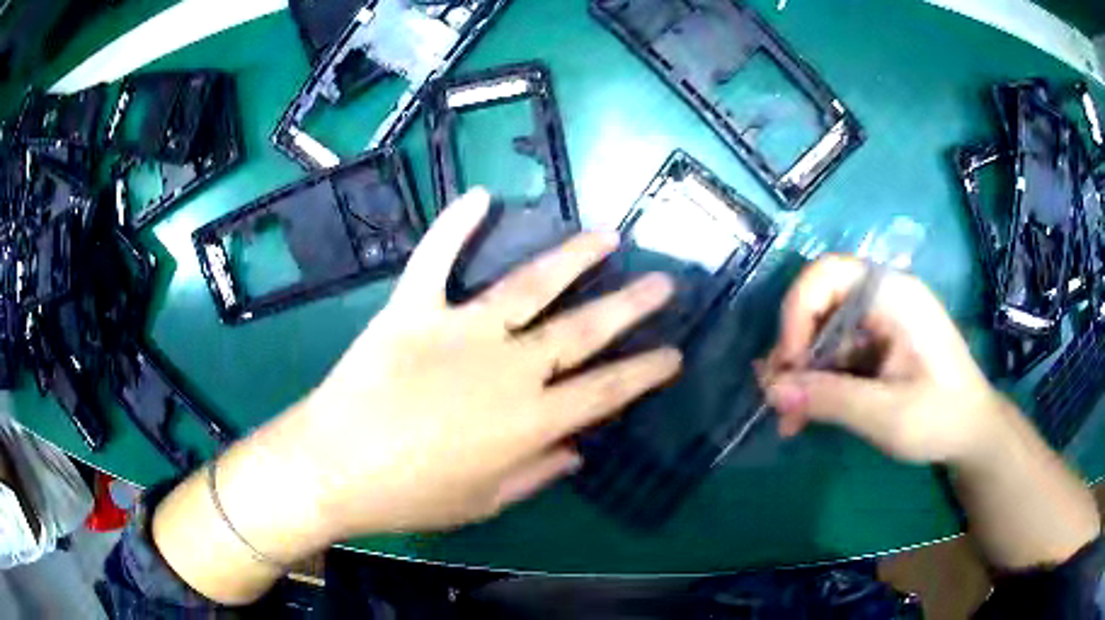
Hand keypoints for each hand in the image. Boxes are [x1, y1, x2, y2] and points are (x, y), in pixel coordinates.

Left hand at [286, 188, 680, 536]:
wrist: (333, 468)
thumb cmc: (410, 496)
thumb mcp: (484, 502)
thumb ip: (537, 473)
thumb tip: (578, 449)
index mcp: (528, 421)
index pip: (606, 391)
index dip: (645, 372)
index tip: (674, 353)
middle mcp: (507, 368)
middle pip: (582, 330)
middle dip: (630, 305)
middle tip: (663, 282)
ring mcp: (459, 331)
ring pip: (529, 285)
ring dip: (573, 257)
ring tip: (607, 236)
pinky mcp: (413, 309)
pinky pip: (436, 258)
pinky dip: (456, 224)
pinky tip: (482, 194)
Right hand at [760, 255, 1003, 465]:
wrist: (972, 435)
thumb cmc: (941, 418)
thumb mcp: (887, 414)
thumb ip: (831, 399)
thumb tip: (771, 391)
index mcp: (894, 296)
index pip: (828, 274)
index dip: (797, 311)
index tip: (790, 364)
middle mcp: (883, 299)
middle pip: (820, 305)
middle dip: (794, 352)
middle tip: (777, 399)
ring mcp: (880, 323)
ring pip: (823, 335)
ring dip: (802, 375)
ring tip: (790, 420)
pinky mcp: (877, 347)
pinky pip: (836, 356)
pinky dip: (818, 384)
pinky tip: (806, 416)